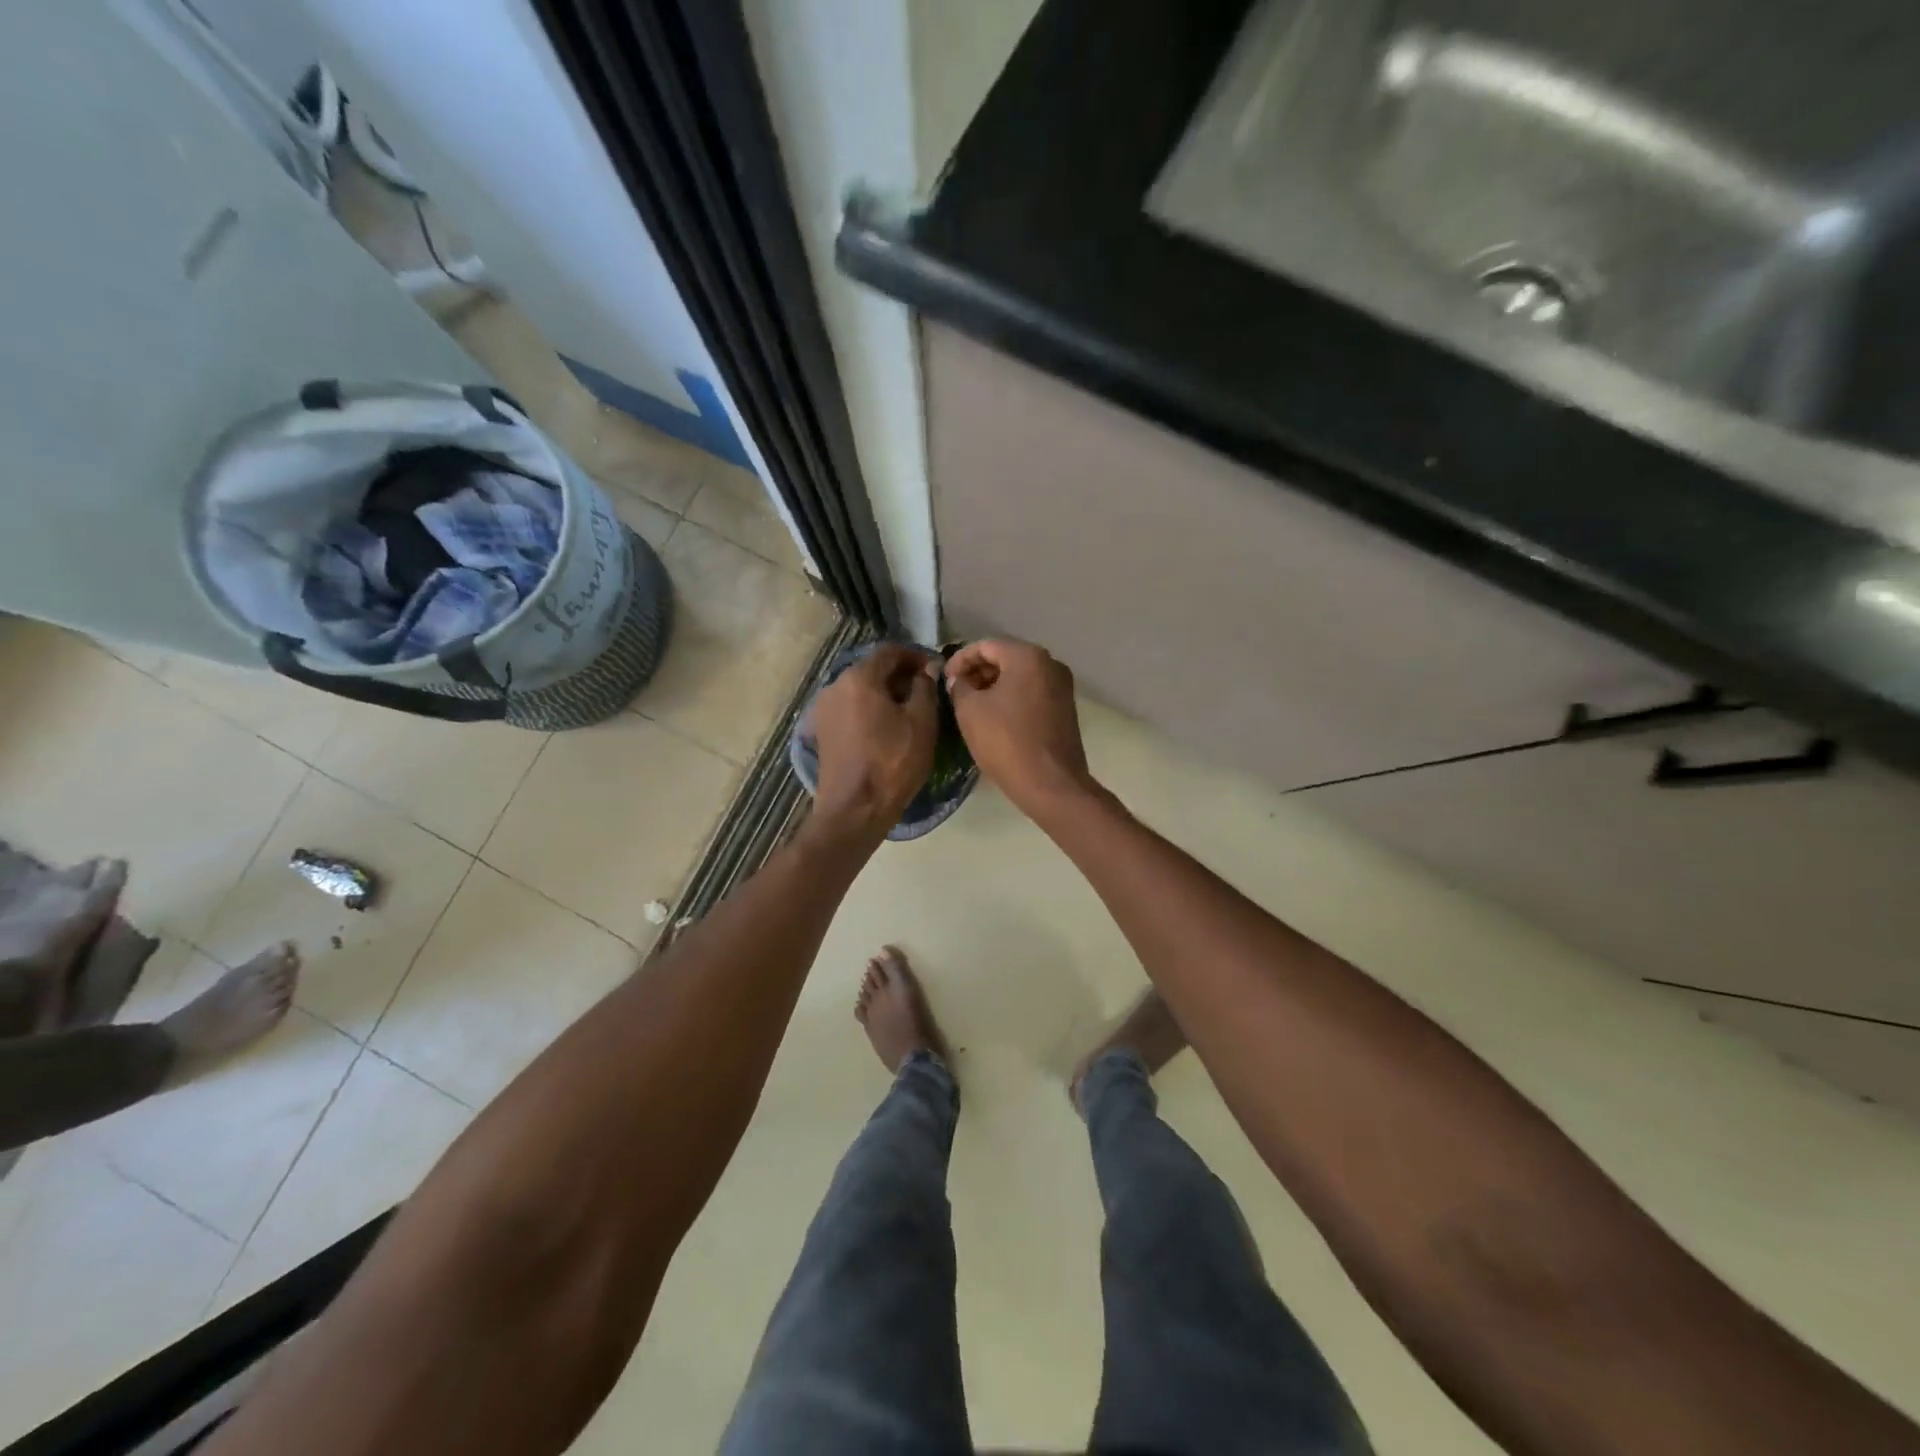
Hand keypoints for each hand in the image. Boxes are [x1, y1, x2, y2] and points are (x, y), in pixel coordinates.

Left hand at [809, 642, 939, 840]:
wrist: (855, 809)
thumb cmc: (893, 762)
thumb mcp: (922, 723)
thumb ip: (926, 688)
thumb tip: (926, 670)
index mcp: (859, 678)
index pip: (890, 651)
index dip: (915, 655)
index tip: (933, 668)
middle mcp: (835, 686)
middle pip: (871, 668)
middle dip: (899, 675)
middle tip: (924, 689)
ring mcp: (824, 709)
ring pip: (859, 689)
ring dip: (883, 693)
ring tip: (908, 710)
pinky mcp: (822, 731)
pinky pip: (850, 708)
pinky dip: (869, 709)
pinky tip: (886, 727)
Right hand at [945, 639, 1095, 820]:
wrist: (1051, 784)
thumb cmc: (1006, 741)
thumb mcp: (970, 710)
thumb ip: (959, 686)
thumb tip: (959, 679)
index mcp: (1028, 656)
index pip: (985, 646)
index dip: (960, 660)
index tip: (944, 679)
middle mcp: (1051, 664)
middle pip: (1005, 657)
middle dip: (978, 672)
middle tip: (956, 692)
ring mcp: (1062, 687)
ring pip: (1020, 676)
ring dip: (993, 686)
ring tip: (971, 705)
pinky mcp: (1065, 708)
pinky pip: (1032, 692)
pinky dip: (1011, 698)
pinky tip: (994, 717)